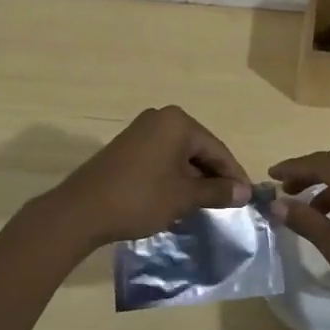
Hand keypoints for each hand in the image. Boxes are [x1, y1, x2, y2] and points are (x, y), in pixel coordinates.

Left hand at [41, 106, 251, 251]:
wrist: (82, 210)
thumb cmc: (140, 198)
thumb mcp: (184, 197)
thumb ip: (216, 191)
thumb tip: (244, 192)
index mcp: (178, 122)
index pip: (217, 148)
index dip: (233, 175)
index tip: (247, 199)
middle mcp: (160, 118)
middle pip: (198, 149)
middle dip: (213, 176)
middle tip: (228, 204)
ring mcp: (141, 131)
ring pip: (180, 155)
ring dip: (194, 179)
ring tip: (206, 205)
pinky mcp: (127, 147)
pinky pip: (162, 159)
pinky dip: (174, 177)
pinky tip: (179, 199)